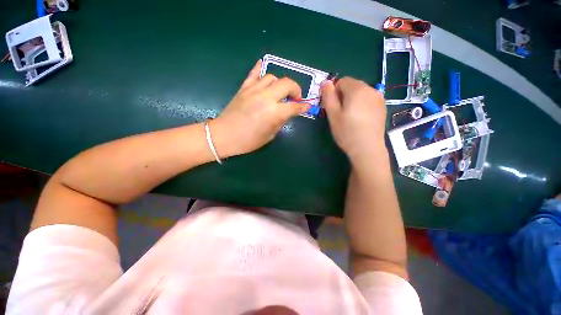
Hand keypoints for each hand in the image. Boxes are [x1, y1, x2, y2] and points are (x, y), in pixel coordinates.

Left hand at [210, 60, 309, 157]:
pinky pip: (254, 74)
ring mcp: (254, 90)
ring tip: (279, 92)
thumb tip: (287, 113)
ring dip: (279, 84)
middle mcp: (266, 97)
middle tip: (295, 98)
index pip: (294, 106)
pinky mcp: (244, 88)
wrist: (225, 135)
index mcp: (274, 113)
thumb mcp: (270, 135)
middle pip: (287, 84)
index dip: (303, 106)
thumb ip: (280, 122)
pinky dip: (259, 69)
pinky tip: (262, 67)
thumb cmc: (249, 141)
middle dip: (295, 89)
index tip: (306, 106)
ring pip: (272, 77)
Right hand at [321, 77, 386, 160]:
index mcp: (357, 89)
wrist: (367, 149)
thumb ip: (328, 96)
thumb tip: (325, 82)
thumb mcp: (333, 114)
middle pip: (352, 85)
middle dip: (343, 95)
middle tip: (340, 113)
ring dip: (352, 100)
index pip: (342, 81)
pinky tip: (360, 119)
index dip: (334, 92)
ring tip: (350, 117)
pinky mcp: (382, 107)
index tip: (332, 107)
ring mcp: (379, 98)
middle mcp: (371, 89)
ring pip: (361, 93)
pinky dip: (362, 104)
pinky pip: (368, 99)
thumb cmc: (347, 132)